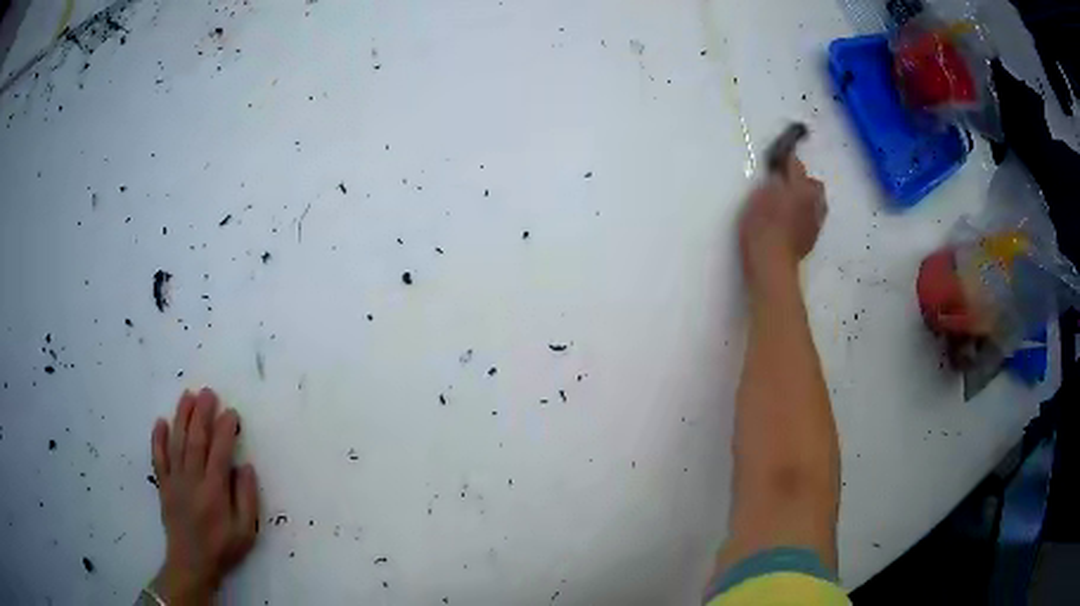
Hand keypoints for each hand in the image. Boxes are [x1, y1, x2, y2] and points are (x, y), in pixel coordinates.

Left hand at [149, 389, 259, 604]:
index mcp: (214, 490)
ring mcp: (175, 480)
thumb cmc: (222, 548)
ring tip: (188, 396)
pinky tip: (161, 421)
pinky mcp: (163, 484)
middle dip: (202, 414)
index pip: (220, 451)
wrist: (191, 562)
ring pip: (177, 442)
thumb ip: (247, 498)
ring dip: (182, 417)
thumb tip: (245, 467)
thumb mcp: (246, 531)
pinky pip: (158, 457)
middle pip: (196, 439)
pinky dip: (158, 438)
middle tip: (208, 392)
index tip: (231, 413)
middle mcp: (192, 479)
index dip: (225, 429)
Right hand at [739, 156, 826, 288]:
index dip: (786, 160)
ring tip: (790, 204)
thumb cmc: (762, 227)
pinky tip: (790, 222)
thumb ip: (772, 183)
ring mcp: (815, 222)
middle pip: (814, 185)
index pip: (796, 164)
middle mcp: (814, 202)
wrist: (771, 264)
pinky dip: (803, 216)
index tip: (777, 160)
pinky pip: (811, 219)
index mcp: (802, 188)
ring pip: (816, 203)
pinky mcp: (812, 239)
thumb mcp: (759, 197)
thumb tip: (779, 177)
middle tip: (786, 185)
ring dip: (806, 200)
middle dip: (803, 181)